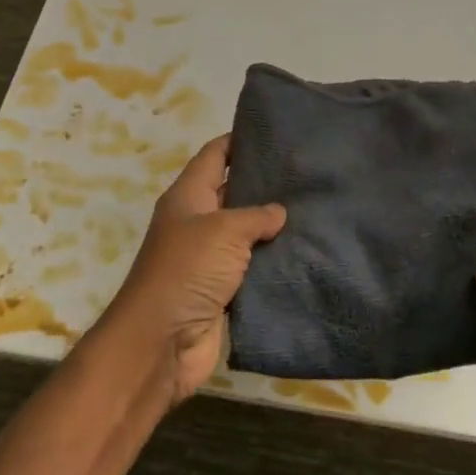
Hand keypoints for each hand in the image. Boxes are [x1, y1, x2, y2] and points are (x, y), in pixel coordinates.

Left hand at [96, 134, 285, 405]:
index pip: (215, 155)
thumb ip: (255, 216)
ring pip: (245, 233)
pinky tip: (304, 252)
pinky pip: (251, 268)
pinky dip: (272, 261)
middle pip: (232, 192)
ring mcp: (208, 258)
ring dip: (272, 226)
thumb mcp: (223, 231)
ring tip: (314, 209)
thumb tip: (278, 212)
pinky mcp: (221, 290)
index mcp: (188, 196)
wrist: (161, 342)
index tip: (275, 132)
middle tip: (305, 172)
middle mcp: (197, 222)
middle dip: (264, 183)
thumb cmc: (187, 271)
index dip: (239, 140)